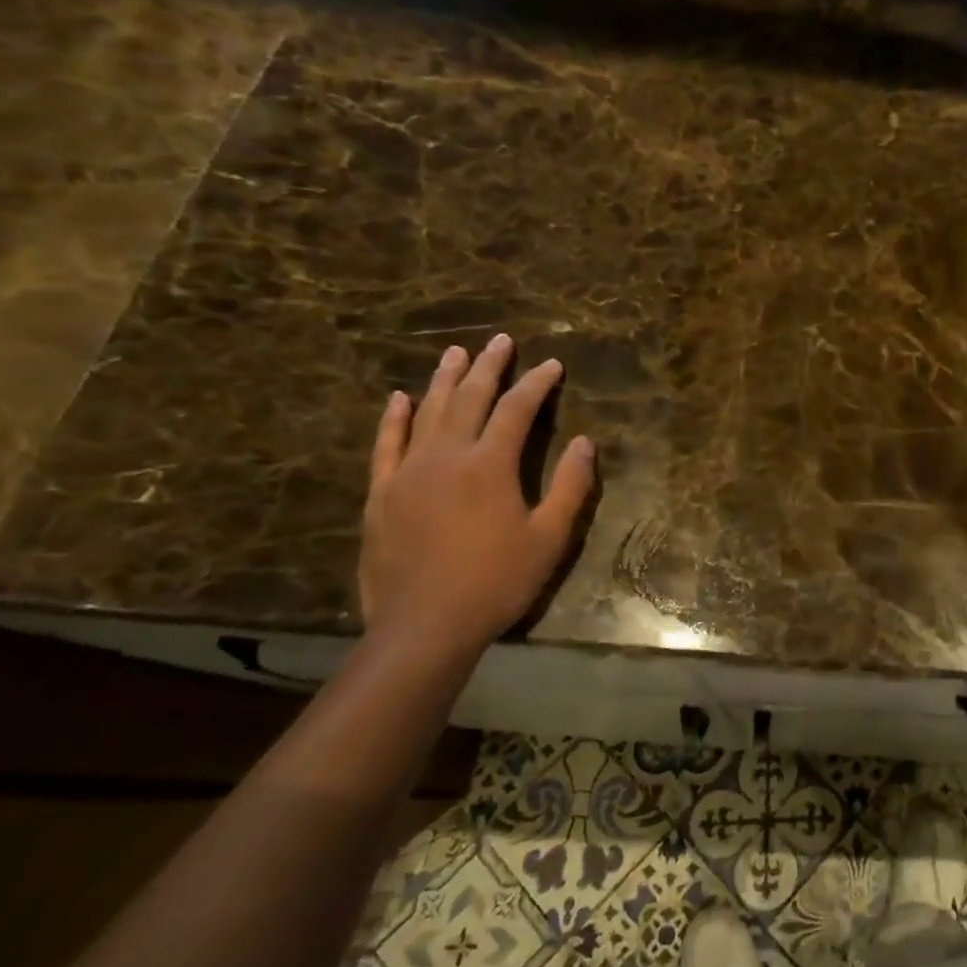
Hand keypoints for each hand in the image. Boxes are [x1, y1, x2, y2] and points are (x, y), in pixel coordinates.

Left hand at [360, 334, 595, 655]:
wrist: (424, 626)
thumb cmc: (497, 582)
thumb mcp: (549, 538)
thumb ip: (569, 486)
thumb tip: (585, 442)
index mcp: (490, 465)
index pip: (516, 409)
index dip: (536, 383)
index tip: (552, 364)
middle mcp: (446, 456)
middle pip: (470, 398)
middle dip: (489, 367)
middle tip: (501, 340)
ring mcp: (408, 473)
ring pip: (428, 412)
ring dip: (444, 380)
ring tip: (456, 353)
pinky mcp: (382, 494)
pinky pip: (387, 445)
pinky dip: (394, 419)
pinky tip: (399, 398)